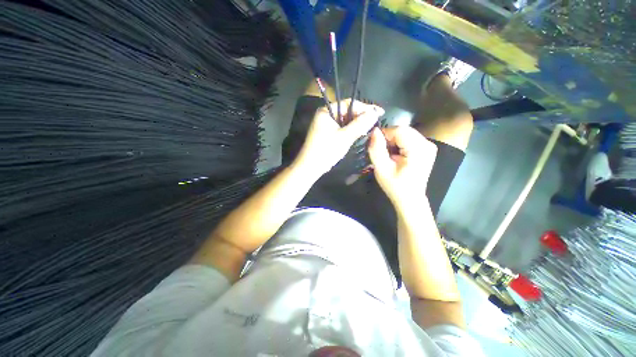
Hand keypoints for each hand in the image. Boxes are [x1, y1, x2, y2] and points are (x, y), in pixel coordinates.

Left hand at [294, 99, 383, 176]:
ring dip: (357, 124)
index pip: (348, 103)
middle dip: (361, 116)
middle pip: (347, 111)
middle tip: (375, 122)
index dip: (365, 107)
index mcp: (326, 111)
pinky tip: (360, 134)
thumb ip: (360, 124)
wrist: (311, 167)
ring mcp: (326, 125)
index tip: (379, 112)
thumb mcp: (345, 137)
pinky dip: (351, 130)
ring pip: (346, 121)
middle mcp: (325, 115)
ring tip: (370, 128)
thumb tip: (375, 113)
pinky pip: (342, 128)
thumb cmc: (326, 150)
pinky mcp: (328, 134)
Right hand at [367, 126, 437, 208]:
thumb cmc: (395, 186)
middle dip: (389, 138)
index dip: (384, 135)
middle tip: (381, 152)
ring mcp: (428, 145)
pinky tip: (395, 155)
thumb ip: (376, 149)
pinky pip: (409, 138)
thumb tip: (374, 131)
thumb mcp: (381, 169)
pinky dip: (399, 143)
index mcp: (418, 149)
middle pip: (403, 130)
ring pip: (405, 133)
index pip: (399, 130)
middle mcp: (427, 144)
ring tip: (387, 155)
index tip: (375, 146)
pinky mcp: (426, 148)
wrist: (409, 199)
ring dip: (393, 141)